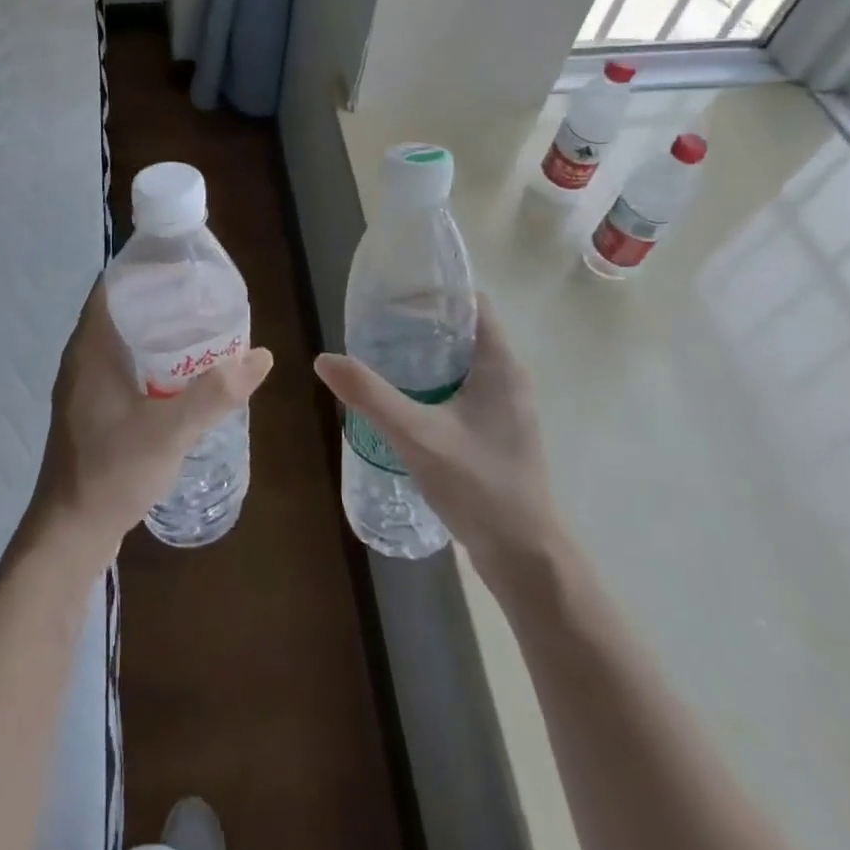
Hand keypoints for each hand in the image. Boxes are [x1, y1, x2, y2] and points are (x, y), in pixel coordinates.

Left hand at [27, 278, 272, 565]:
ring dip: (158, 333)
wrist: (71, 533)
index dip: (146, 268)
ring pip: (125, 342)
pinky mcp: (94, 410)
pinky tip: (183, 377)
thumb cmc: (112, 471)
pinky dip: (152, 362)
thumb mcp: (170, 430)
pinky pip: (125, 368)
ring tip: (202, 331)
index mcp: (91, 349)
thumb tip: (262, 356)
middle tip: (206, 298)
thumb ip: (215, 393)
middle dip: (162, 300)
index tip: (186, 265)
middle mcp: (83, 359)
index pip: (113, 287)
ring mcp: (87, 387)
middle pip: (123, 311)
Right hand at [314, 295, 556, 570]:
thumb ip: (370, 396)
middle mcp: (510, 377)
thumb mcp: (416, 436)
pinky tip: (406, 401)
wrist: (525, 556)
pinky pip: (466, 389)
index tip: (393, 298)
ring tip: (383, 359)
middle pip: (464, 330)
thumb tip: (324, 359)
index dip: (435, 293)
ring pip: (464, 362)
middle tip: (377, 328)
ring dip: (427, 356)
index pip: (472, 303)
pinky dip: (436, 383)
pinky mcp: (500, 431)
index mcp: (500, 364)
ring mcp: (508, 407)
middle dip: (421, 324)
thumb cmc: (478, 485)